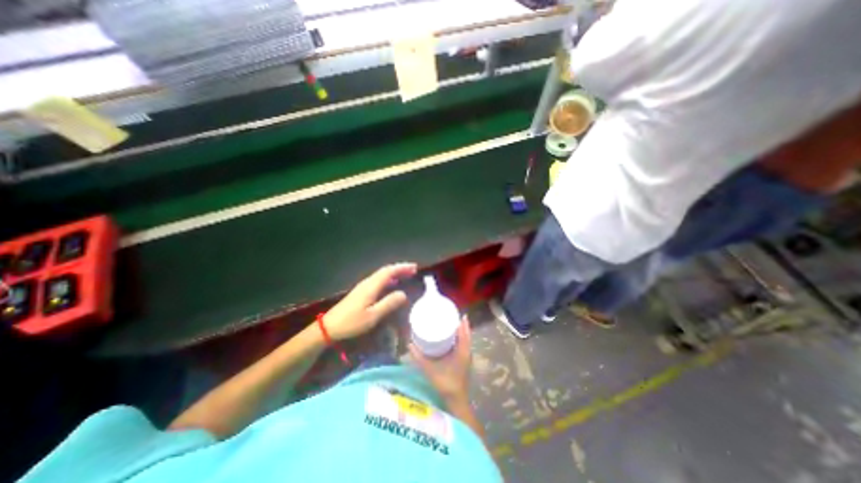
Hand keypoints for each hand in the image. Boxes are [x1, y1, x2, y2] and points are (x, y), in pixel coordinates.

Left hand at [323, 265, 417, 339]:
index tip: (415, 268)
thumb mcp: (373, 316)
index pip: (389, 271)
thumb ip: (388, 304)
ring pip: (382, 274)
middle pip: (386, 270)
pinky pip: (378, 280)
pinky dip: (388, 278)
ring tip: (406, 275)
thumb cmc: (352, 322)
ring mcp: (363, 286)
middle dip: (400, 268)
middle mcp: (368, 282)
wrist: (329, 326)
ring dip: (395, 273)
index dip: (402, 268)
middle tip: (413, 270)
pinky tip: (392, 284)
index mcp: (371, 286)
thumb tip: (403, 294)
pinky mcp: (361, 291)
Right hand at [408, 319, 470, 400]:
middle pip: (466, 333)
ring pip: (466, 339)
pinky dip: (461, 337)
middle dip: (460, 323)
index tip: (455, 312)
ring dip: (461, 330)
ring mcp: (467, 356)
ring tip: (451, 322)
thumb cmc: (445, 384)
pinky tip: (452, 336)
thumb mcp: (430, 370)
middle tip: (451, 314)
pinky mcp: (464, 360)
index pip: (464, 332)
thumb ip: (419, 358)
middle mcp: (467, 351)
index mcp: (462, 351)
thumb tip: (409, 344)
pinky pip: (465, 344)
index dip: (461, 322)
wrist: (456, 400)